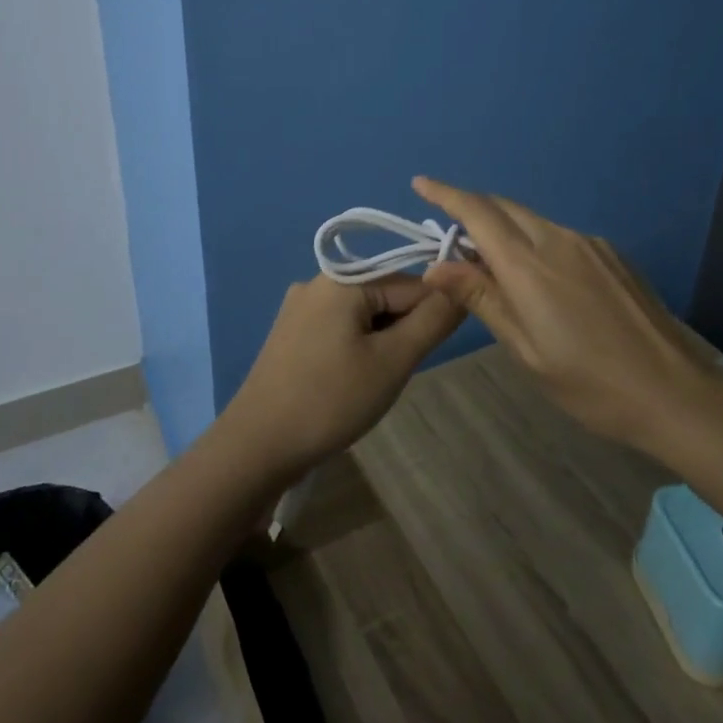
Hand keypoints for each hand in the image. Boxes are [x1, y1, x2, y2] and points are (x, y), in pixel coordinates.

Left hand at [223, 274, 464, 478]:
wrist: (258, 444)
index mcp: (342, 278)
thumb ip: (433, 319)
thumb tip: (463, 286)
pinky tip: (351, 381)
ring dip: (382, 342)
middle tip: (396, 373)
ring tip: (373, 381)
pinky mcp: (292, 332)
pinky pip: (341, 327)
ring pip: (365, 314)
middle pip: (386, 294)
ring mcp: (300, 307)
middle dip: (403, 330)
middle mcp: (318, 281)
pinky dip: (358, 348)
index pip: (412, 282)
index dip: (432, 315)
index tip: (431, 352)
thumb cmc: (331, 399)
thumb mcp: (393, 360)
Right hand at [413, 175, 719, 450]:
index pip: (478, 213)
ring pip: (532, 220)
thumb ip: (483, 299)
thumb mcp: (526, 350)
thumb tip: (437, 266)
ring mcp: (590, 244)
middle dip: (472, 209)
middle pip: (504, 208)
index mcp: (530, 265)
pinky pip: (559, 236)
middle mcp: (558, 240)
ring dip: (504, 228)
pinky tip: (541, 279)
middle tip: (450, 235)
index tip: (421, 183)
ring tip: (492, 265)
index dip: (446, 194)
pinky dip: (534, 242)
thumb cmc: (591, 383)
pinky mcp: (612, 254)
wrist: (677, 392)